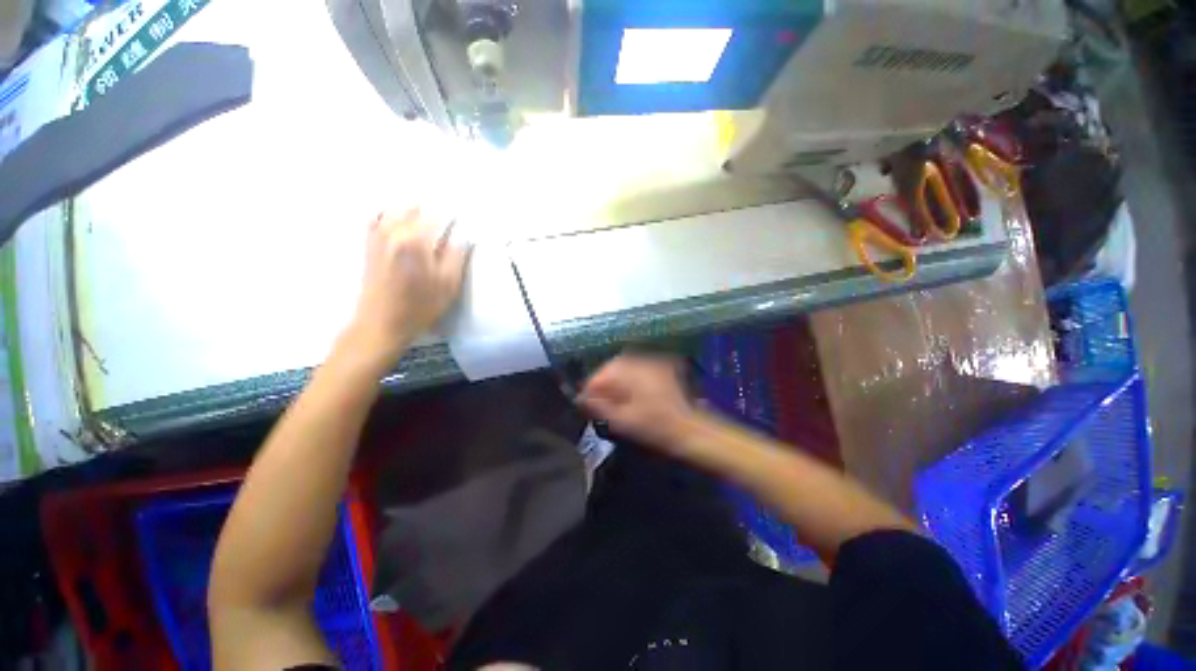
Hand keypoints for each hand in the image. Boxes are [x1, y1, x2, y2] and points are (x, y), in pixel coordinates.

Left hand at [345, 208, 470, 365]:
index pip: (437, 217)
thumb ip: (457, 256)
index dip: (452, 216)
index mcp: (416, 241)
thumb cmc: (420, 306)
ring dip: (412, 210)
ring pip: (394, 209)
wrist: (381, 323)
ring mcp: (377, 236)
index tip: (463, 217)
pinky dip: (389, 214)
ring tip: (427, 217)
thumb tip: (464, 236)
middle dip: (432, 210)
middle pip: (414, 208)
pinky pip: (376, 218)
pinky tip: (399, 220)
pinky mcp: (368, 244)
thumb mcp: (448, 285)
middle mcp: (393, 232)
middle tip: (446, 220)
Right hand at [578, 354, 697, 451]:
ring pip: (624, 366)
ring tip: (609, 397)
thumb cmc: (654, 427)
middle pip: (612, 366)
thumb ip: (599, 406)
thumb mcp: (622, 420)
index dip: (590, 387)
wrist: (688, 429)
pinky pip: (636, 369)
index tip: (583, 400)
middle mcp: (642, 362)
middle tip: (595, 399)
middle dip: (601, 381)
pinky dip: (626, 378)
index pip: (602, 373)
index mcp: (632, 373)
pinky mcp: (660, 370)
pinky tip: (625, 392)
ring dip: (613, 379)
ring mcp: (653, 364)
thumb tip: (581, 398)